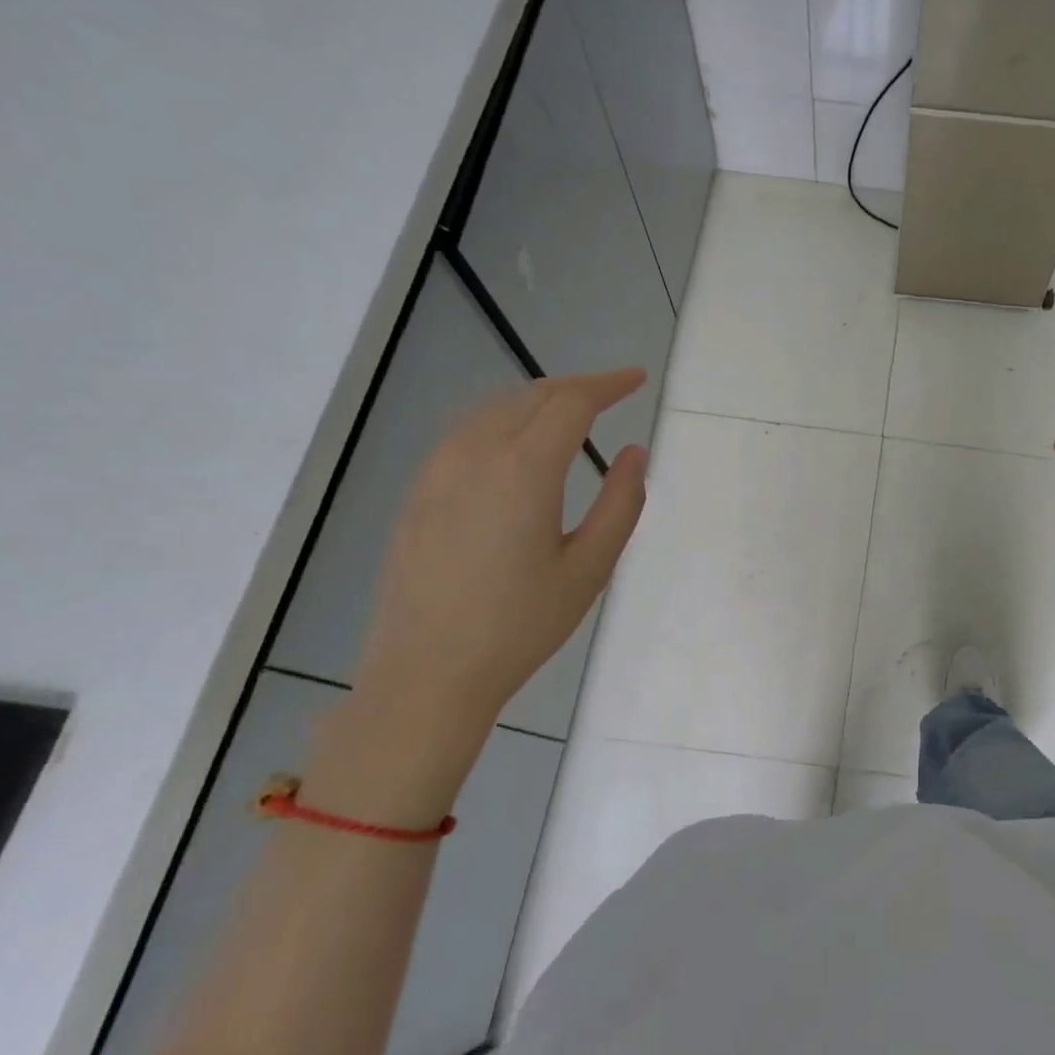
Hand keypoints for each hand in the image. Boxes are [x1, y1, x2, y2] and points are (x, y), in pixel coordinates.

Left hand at [315, 370, 648, 814]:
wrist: (428, 674)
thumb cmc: (521, 624)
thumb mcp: (590, 567)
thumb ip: (621, 502)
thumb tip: (634, 452)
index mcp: (524, 469)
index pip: (571, 402)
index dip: (608, 384)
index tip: (637, 380)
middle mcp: (475, 455)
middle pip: (531, 396)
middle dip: (576, 388)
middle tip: (612, 396)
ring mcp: (437, 472)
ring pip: (493, 409)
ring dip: (537, 401)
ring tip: (570, 416)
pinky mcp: (418, 494)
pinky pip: (466, 433)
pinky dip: (503, 421)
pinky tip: (516, 448)